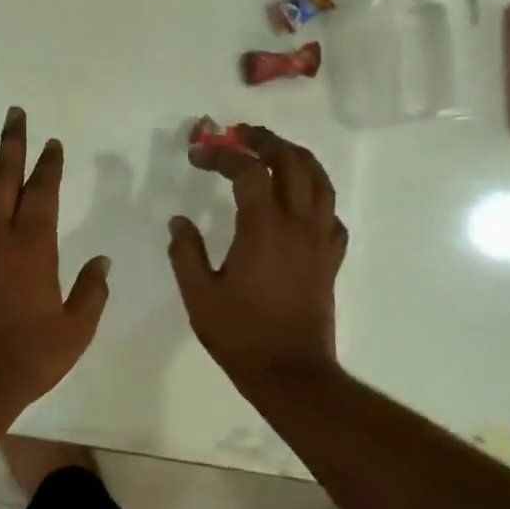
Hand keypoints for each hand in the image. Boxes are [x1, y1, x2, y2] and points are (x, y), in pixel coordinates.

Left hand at [0, 107, 110, 420]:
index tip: (51, 143)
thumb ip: (92, 292)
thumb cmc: (27, 358)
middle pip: (4, 177)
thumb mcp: (75, 330)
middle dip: (12, 143)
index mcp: (33, 247)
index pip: (43, 192)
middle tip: (14, 114)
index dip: (48, 164)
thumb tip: (103, 260)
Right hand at [168, 126, 347, 392]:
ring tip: (275, 153)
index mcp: (263, 227)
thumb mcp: (199, 295)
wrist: (291, 373)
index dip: (221, 155)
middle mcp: (298, 224)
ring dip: (298, 159)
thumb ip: (186, 253)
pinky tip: (301, 204)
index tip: (197, 155)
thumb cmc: (240, 334)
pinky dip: (317, 197)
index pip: (247, 171)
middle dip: (266, 141)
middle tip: (241, 136)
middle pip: (293, 163)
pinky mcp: (330, 260)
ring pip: (321, 182)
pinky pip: (331, 215)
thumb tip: (178, 222)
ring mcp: (319, 241)